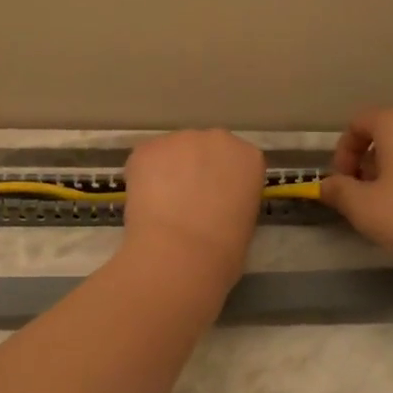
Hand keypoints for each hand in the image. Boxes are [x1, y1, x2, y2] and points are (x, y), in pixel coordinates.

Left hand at [120, 129, 266, 283]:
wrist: (181, 253)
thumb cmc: (224, 250)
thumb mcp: (244, 222)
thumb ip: (232, 201)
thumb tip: (214, 205)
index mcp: (248, 157)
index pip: (237, 161)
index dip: (222, 180)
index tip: (215, 199)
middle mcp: (218, 139)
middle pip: (204, 149)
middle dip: (196, 169)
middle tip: (187, 201)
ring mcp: (180, 139)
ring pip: (172, 153)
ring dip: (168, 172)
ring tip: (162, 205)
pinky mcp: (147, 148)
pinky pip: (146, 160)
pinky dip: (143, 178)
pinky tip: (145, 204)